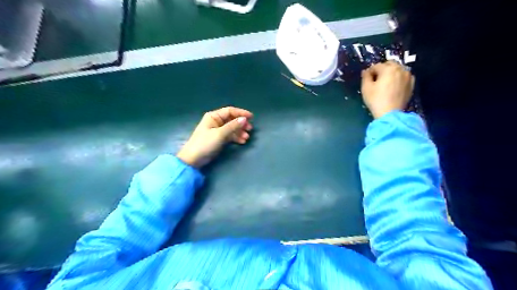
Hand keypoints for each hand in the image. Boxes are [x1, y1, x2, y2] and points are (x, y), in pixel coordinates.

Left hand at [177, 107, 253, 168]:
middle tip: (250, 129)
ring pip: (232, 128)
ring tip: (246, 137)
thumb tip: (244, 119)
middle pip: (232, 119)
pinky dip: (236, 137)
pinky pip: (230, 135)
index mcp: (213, 116)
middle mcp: (216, 121)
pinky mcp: (219, 138)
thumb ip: (233, 126)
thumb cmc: (205, 143)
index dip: (241, 113)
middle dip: (241, 124)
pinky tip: (242, 141)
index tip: (251, 117)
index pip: (229, 111)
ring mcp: (217, 130)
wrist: (193, 159)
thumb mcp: (220, 134)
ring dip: (240, 132)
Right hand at [360, 61, 414, 118]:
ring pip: (397, 70)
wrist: (389, 113)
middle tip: (376, 80)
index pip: (376, 66)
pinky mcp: (411, 84)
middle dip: (382, 70)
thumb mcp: (366, 88)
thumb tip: (366, 71)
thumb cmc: (376, 99)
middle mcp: (400, 69)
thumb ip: (365, 76)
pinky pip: (404, 77)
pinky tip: (394, 86)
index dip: (370, 72)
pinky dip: (399, 79)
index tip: (367, 79)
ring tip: (385, 83)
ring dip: (391, 73)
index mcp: (388, 68)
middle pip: (389, 65)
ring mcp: (408, 76)